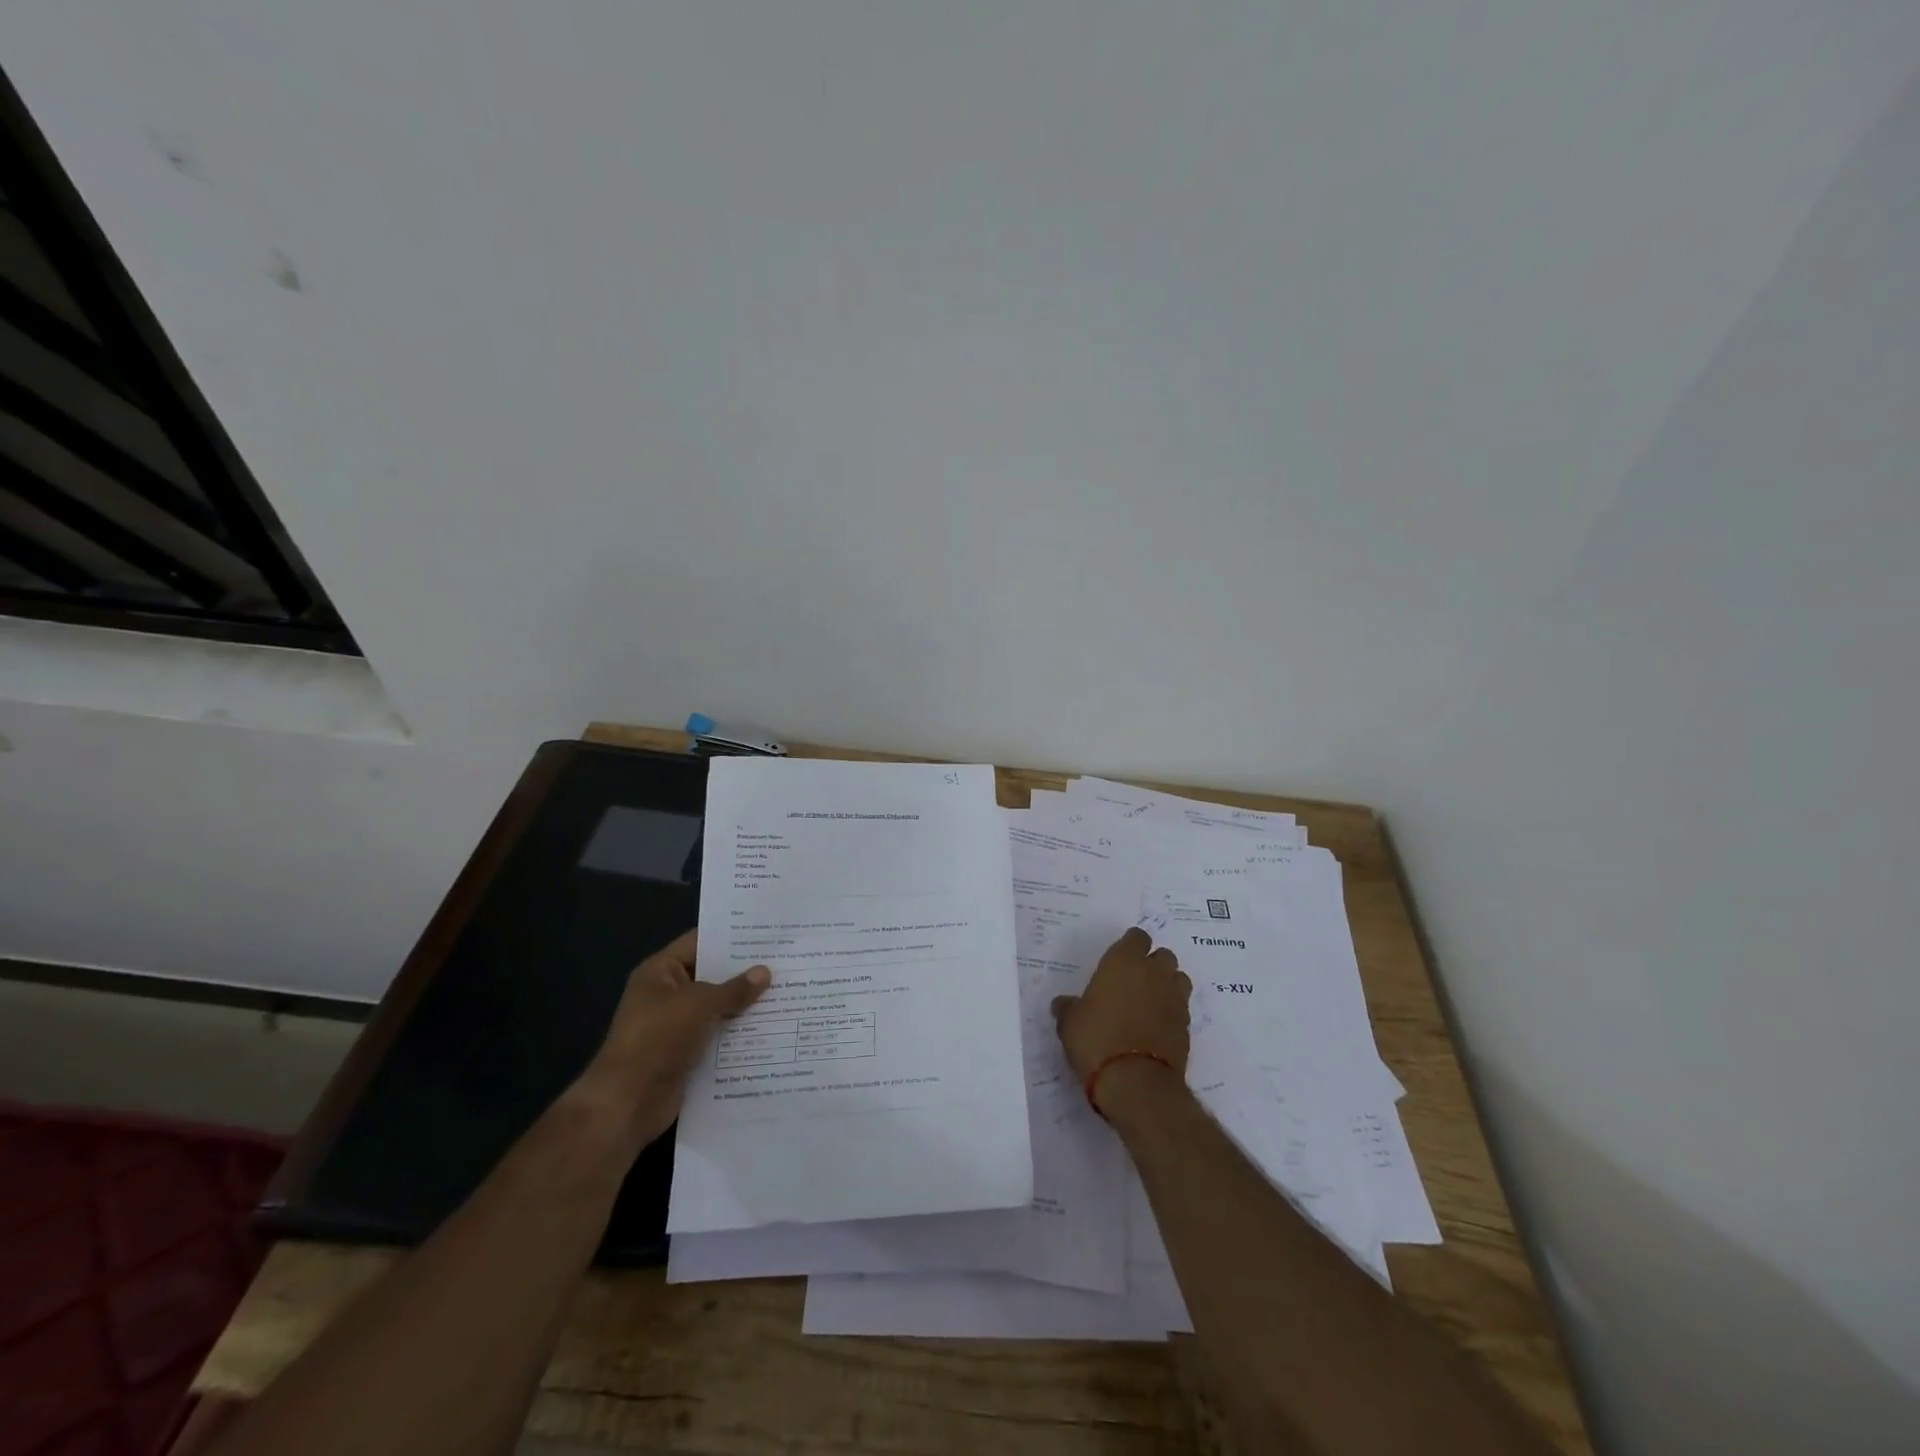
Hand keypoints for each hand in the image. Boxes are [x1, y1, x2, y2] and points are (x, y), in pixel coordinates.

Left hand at [570, 930, 769, 1153]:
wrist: (627, 1103)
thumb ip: (734, 989)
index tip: (766, 934)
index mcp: (660, 972)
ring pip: (718, 1008)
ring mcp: (677, 1026)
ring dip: (746, 1006)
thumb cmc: (657, 1038)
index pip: (699, 942)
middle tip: (785, 962)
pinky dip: (740, 1034)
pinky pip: (718, 1037)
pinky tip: (772, 1028)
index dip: (731, 937)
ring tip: (787, 992)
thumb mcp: (699, 1004)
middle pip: (712, 976)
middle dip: (745, 972)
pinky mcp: (687, 1054)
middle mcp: (668, 995)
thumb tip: (765, 972)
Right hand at [1052, 928, 1190, 1110]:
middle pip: (1163, 955)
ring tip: (1151, 1003)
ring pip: (1178, 979)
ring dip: (1168, 985)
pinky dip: (1173, 1012)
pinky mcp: (1187, 1026)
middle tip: (1135, 982)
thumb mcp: (1070, 1023)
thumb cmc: (1096, 1040)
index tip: (1119, 960)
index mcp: (1124, 962)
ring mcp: (1175, 999)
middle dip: (1153, 964)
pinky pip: (1182, 1008)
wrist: (1136, 1082)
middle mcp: (1154, 973)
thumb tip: (1062, 1004)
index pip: (1137, 937)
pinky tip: (1157, 1027)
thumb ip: (1068, 1007)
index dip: (1130, 946)